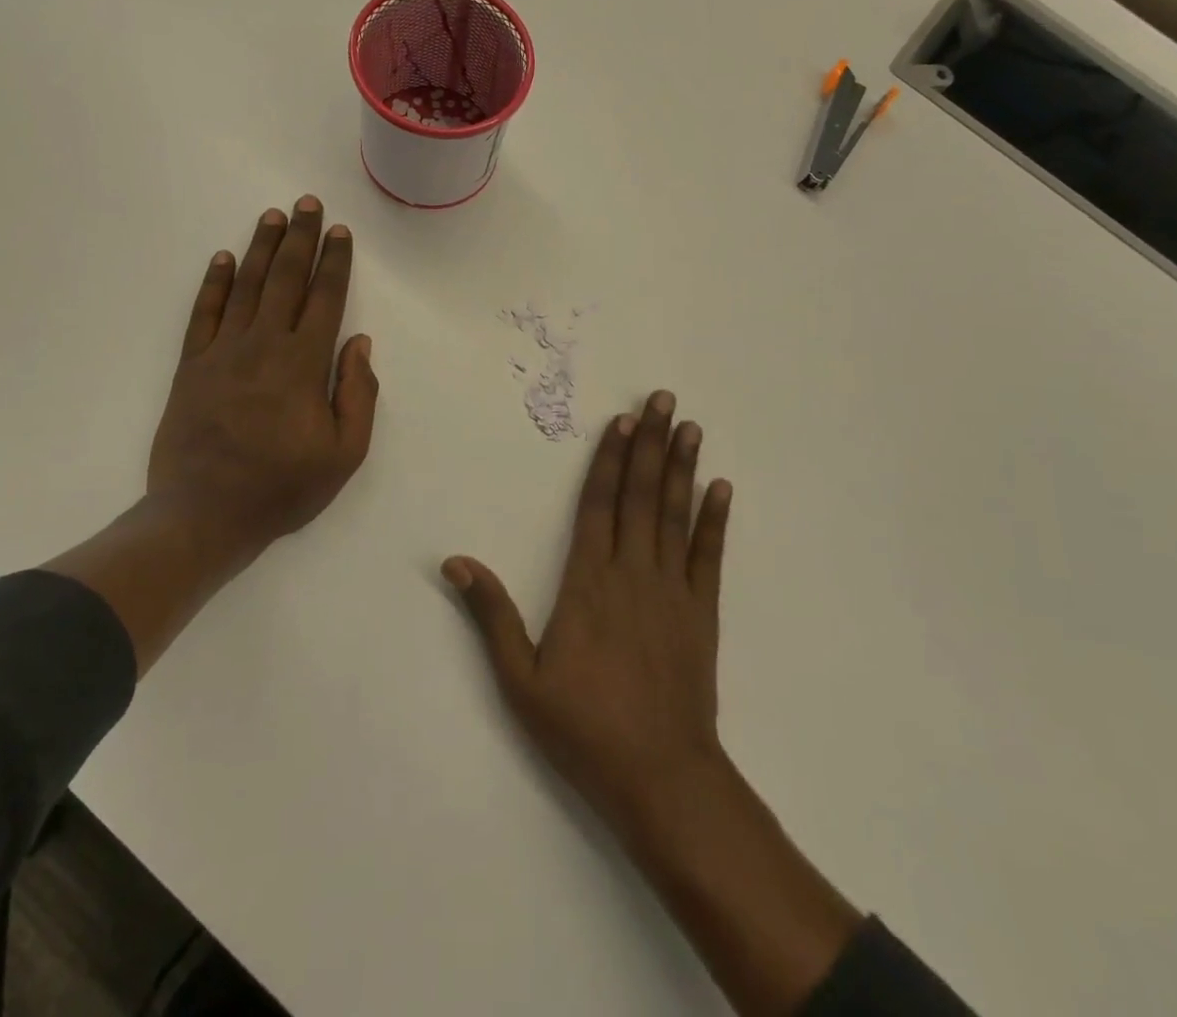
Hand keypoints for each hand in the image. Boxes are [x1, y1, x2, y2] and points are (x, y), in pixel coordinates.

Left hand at [149, 196, 379, 564]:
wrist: (203, 515)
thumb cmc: (282, 488)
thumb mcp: (344, 453)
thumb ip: (357, 393)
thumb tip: (358, 342)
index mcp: (303, 365)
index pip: (324, 299)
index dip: (334, 262)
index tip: (340, 232)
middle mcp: (263, 346)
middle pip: (286, 280)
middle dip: (300, 239)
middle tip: (307, 204)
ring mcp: (222, 353)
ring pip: (246, 287)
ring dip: (262, 249)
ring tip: (273, 216)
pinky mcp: (190, 366)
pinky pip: (203, 314)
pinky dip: (214, 284)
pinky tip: (224, 259)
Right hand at [442, 389, 731, 836]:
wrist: (660, 776)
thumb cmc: (584, 727)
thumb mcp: (520, 678)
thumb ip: (492, 615)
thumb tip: (455, 563)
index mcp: (587, 581)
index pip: (598, 504)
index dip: (610, 459)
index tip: (623, 421)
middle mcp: (632, 572)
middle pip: (641, 495)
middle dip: (652, 444)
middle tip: (664, 400)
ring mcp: (671, 590)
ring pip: (675, 515)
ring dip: (683, 468)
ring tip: (691, 428)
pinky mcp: (701, 612)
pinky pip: (708, 556)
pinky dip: (715, 520)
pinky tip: (720, 489)